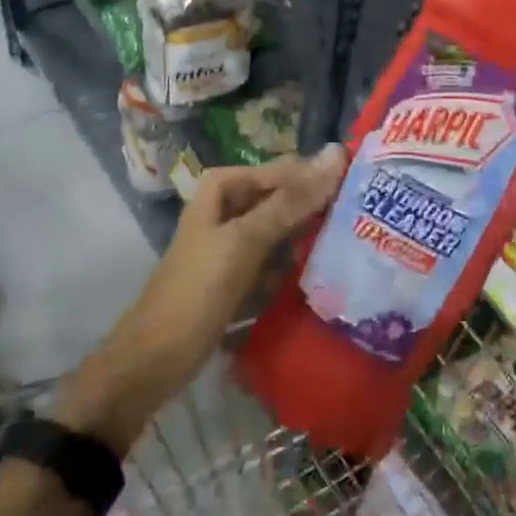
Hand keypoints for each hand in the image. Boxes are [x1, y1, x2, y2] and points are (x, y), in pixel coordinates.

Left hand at [52, 146, 346, 449]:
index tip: (358, 186)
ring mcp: (232, 245)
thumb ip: (290, 200)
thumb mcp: (245, 239)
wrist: (154, 360)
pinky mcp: (238, 277)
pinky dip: (295, 265)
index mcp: (222, 189)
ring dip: (309, 237)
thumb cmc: (198, 290)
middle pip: (281, 198)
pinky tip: (324, 273)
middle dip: (316, 207)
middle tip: (361, 216)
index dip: (316, 176)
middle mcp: (227, 210)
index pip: (281, 170)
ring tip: (351, 243)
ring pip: (281, 230)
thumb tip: (333, 154)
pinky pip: (276, 260)